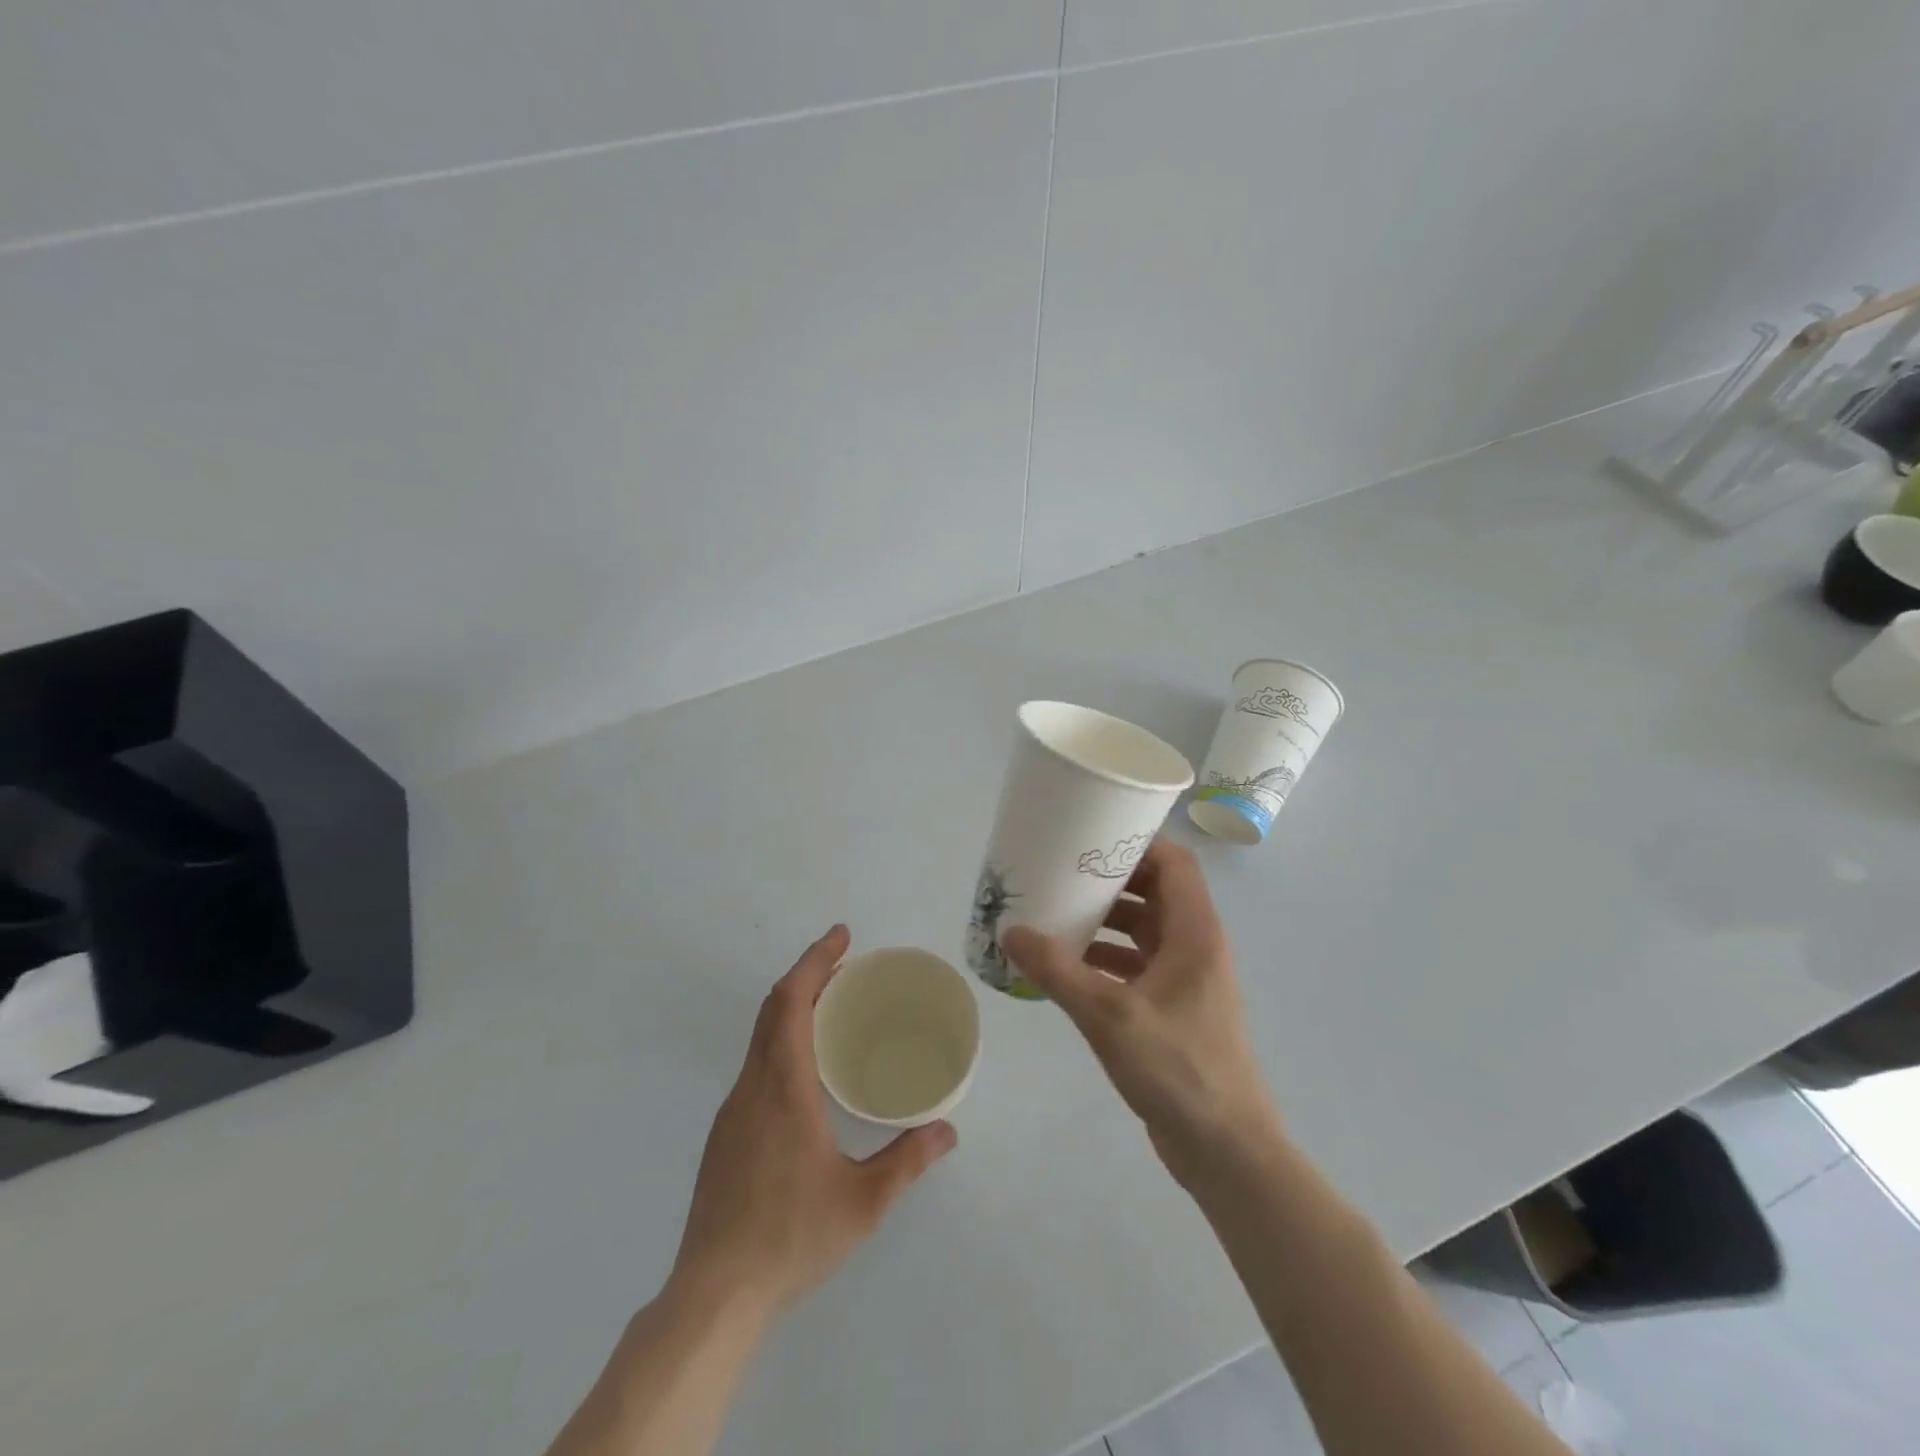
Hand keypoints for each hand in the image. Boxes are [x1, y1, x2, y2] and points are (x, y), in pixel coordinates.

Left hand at [669, 926, 956, 1319]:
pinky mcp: (726, 1135)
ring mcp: (733, 1111)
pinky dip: (783, 1039)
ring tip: (834, 1007)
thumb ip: (907, 1161)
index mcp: (783, 1088)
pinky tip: (808, 1070)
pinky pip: (756, 1064)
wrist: (713, 1295)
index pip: (790, 1002)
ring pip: (760, 1037)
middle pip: (772, 1009)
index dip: (814, 961)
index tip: (841, 935)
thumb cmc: (791, 1238)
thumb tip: (947, 1130)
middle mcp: (752, 1087)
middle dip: (807, 974)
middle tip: (847, 963)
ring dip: (793, 1007)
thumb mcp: (862, 1203)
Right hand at [1003, 841, 1279, 1185]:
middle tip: (1062, 872)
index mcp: (1195, 933)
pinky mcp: (1173, 1009)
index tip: (1092, 837)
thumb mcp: (1109, 1015)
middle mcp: (1194, 947)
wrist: (1225, 1149)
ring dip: (1105, 920)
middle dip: (1111, 880)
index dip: (1138, 844)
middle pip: (1155, 892)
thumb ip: (1058, 971)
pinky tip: (1067, 967)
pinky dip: (1105, 958)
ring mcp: (1185, 980)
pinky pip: (1136, 965)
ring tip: (1056, 913)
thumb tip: (1011, 932)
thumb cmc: (1177, 1068)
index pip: (1175, 864)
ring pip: (1143, 930)